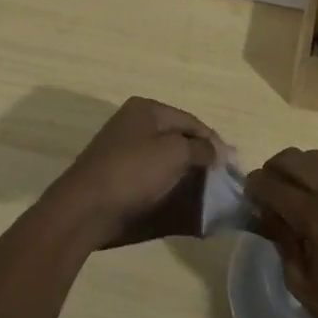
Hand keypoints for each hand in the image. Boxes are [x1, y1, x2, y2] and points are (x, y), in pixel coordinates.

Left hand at [45, 97, 225, 248]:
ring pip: (165, 158)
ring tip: (206, 192)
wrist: (85, 208)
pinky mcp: (118, 174)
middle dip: (201, 157)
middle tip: (221, 180)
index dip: (214, 142)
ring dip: (186, 173)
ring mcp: (123, 149)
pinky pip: (152, 176)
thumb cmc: (132, 172)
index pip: (191, 121)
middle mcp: (134, 123)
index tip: (232, 165)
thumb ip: (200, 149)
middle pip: (178, 138)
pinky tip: (181, 199)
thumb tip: (217, 151)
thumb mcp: (174, 153)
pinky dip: (169, 185)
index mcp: (147, 109)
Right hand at [246, 149, 317, 317]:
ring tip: (303, 193)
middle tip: (271, 191)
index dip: (255, 187)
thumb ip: (279, 237)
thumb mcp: (301, 282)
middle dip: (274, 170)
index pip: (273, 185)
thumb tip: (263, 210)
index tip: (249, 194)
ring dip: (305, 170)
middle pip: (294, 159)